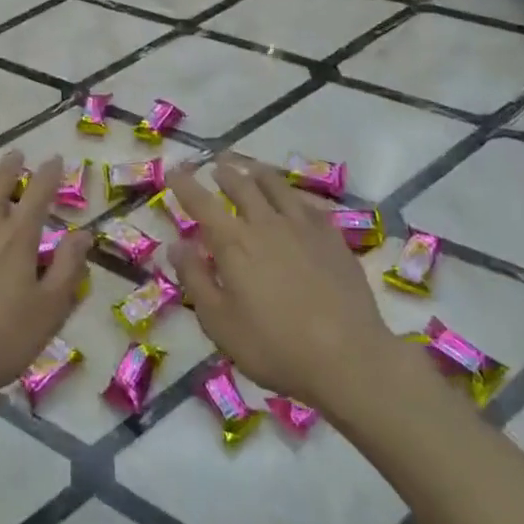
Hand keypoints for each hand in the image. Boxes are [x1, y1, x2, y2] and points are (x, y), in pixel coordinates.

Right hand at [166, 157, 395, 412]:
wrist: (349, 358)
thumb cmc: (274, 346)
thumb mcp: (219, 322)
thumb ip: (195, 279)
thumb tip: (175, 245)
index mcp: (233, 242)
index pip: (202, 203)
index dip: (185, 184)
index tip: (174, 171)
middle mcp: (266, 223)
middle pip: (241, 185)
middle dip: (224, 172)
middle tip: (216, 166)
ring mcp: (303, 227)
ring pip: (277, 186)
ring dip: (258, 173)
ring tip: (252, 169)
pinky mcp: (333, 237)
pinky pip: (309, 204)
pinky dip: (294, 195)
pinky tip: (295, 200)